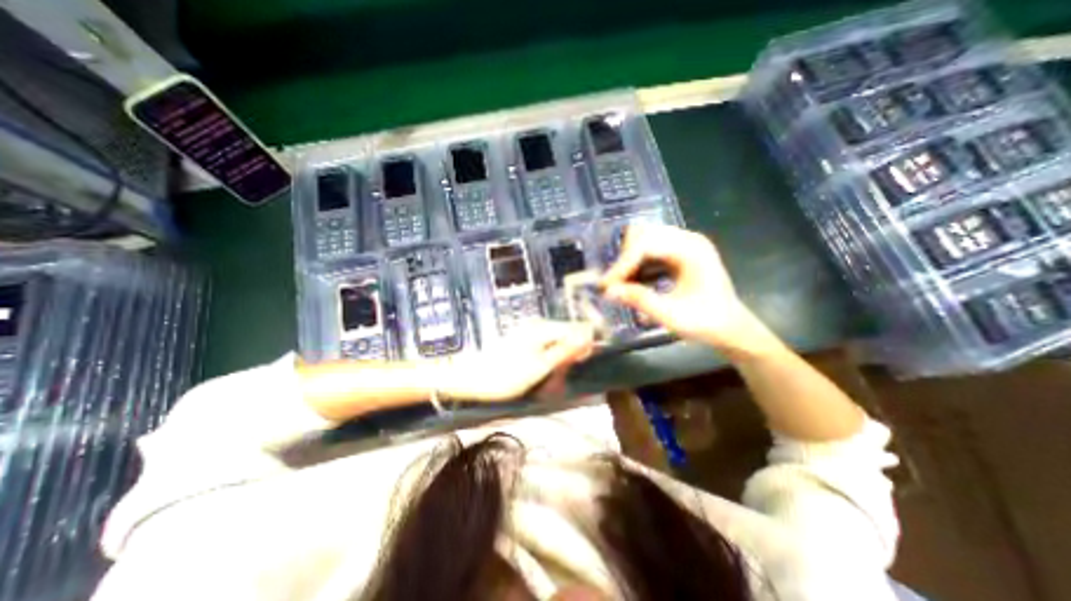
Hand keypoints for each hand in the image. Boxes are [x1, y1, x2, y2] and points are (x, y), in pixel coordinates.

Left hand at [430, 319, 592, 404]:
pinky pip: (544, 351)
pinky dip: (547, 364)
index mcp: (544, 328)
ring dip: (557, 364)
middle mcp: (539, 326)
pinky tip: (540, 377)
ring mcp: (530, 334)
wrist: (472, 379)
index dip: (583, 347)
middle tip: (560, 380)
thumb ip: (565, 351)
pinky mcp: (524, 343)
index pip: (577, 330)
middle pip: (567, 338)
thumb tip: (588, 338)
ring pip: (556, 346)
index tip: (579, 367)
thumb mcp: (540, 366)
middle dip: (568, 358)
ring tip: (550, 383)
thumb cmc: (506, 375)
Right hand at [601, 224, 779, 356]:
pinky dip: (637, 264)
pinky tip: (635, 283)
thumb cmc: (705, 322)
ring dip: (629, 261)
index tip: (607, 285)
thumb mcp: (671, 315)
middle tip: (616, 284)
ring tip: (623, 285)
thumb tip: (609, 291)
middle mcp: (687, 239)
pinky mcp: (678, 253)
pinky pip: (649, 250)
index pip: (645, 244)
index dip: (622, 264)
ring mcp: (683, 244)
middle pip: (643, 234)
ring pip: (643, 240)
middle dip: (624, 259)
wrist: (730, 328)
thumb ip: (639, 300)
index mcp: (691, 250)